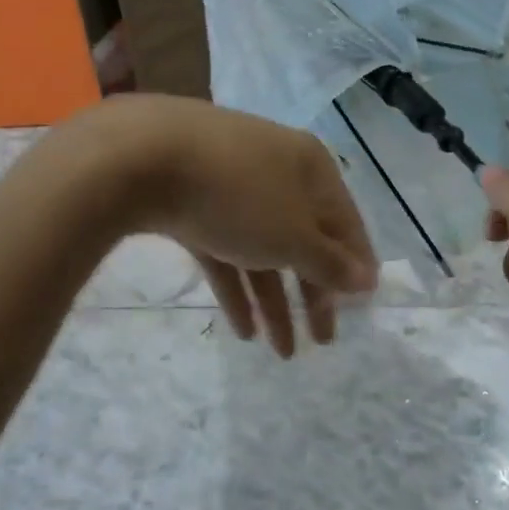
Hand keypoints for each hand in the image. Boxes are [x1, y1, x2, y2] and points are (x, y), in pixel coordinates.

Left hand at [103, 96, 377, 356]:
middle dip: (312, 293)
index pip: (345, 222)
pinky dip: (236, 286)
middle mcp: (275, 171)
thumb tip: (367, 278)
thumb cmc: (238, 197)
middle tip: (321, 340)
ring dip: (274, 300)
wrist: (141, 157)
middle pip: (303, 239)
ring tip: (280, 352)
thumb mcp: (292, 237)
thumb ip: (329, 263)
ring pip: (262, 249)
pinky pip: (224, 249)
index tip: (361, 308)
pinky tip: (242, 330)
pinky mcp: (191, 203)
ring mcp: (230, 185)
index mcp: (311, 168)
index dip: (355, 265)